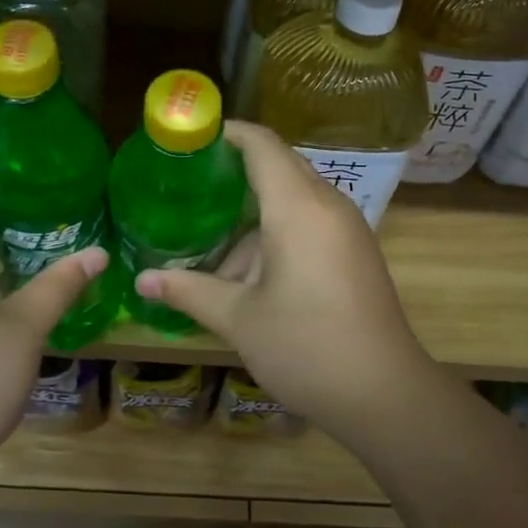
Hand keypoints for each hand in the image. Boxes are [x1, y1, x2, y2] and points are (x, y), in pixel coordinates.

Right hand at [134, 121, 434, 446]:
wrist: (386, 395)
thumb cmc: (306, 348)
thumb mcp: (239, 319)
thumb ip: (189, 291)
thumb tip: (141, 281)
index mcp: (298, 208)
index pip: (263, 145)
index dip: (228, 133)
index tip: (192, 139)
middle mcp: (327, 205)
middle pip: (279, 166)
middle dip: (235, 172)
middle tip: (188, 185)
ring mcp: (347, 228)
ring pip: (293, 199)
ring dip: (253, 215)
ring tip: (209, 243)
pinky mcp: (355, 252)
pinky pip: (310, 221)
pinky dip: (276, 232)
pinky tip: (248, 272)